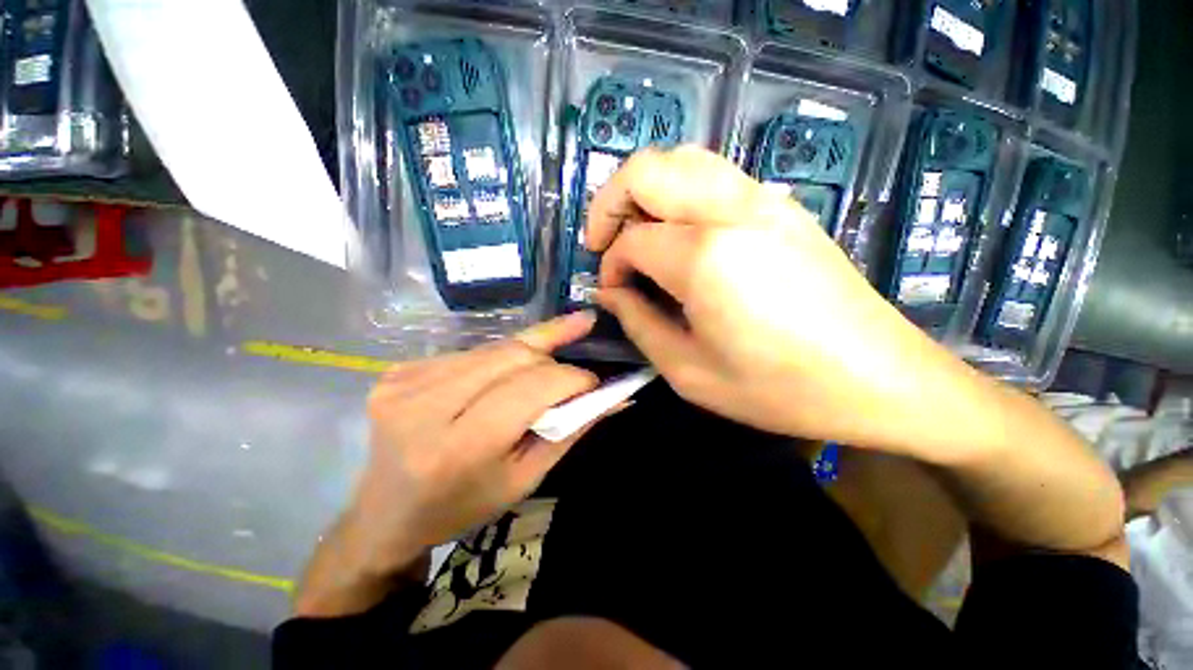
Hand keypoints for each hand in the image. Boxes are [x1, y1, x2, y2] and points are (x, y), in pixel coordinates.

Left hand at [351, 312, 601, 574]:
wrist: (386, 513)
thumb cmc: (463, 506)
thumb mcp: (526, 478)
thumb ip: (571, 430)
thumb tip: (614, 397)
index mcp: (460, 447)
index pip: (532, 388)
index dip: (572, 378)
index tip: (593, 381)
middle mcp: (426, 405)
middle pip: (513, 356)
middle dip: (553, 359)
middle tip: (573, 371)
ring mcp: (405, 381)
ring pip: (494, 347)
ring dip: (529, 353)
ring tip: (548, 364)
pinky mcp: (399, 370)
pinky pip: (471, 351)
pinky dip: (499, 358)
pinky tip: (505, 374)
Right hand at [586, 146, 951, 447]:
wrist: (880, 380)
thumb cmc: (779, 389)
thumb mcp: (689, 372)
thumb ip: (638, 323)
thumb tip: (610, 291)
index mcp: (705, 257)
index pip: (632, 240)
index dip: (611, 265)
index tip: (613, 292)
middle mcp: (732, 210)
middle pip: (647, 170)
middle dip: (610, 203)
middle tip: (605, 244)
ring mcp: (764, 199)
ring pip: (682, 160)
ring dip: (645, 192)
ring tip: (638, 235)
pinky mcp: (784, 206)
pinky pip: (714, 176)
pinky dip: (680, 193)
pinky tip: (682, 235)